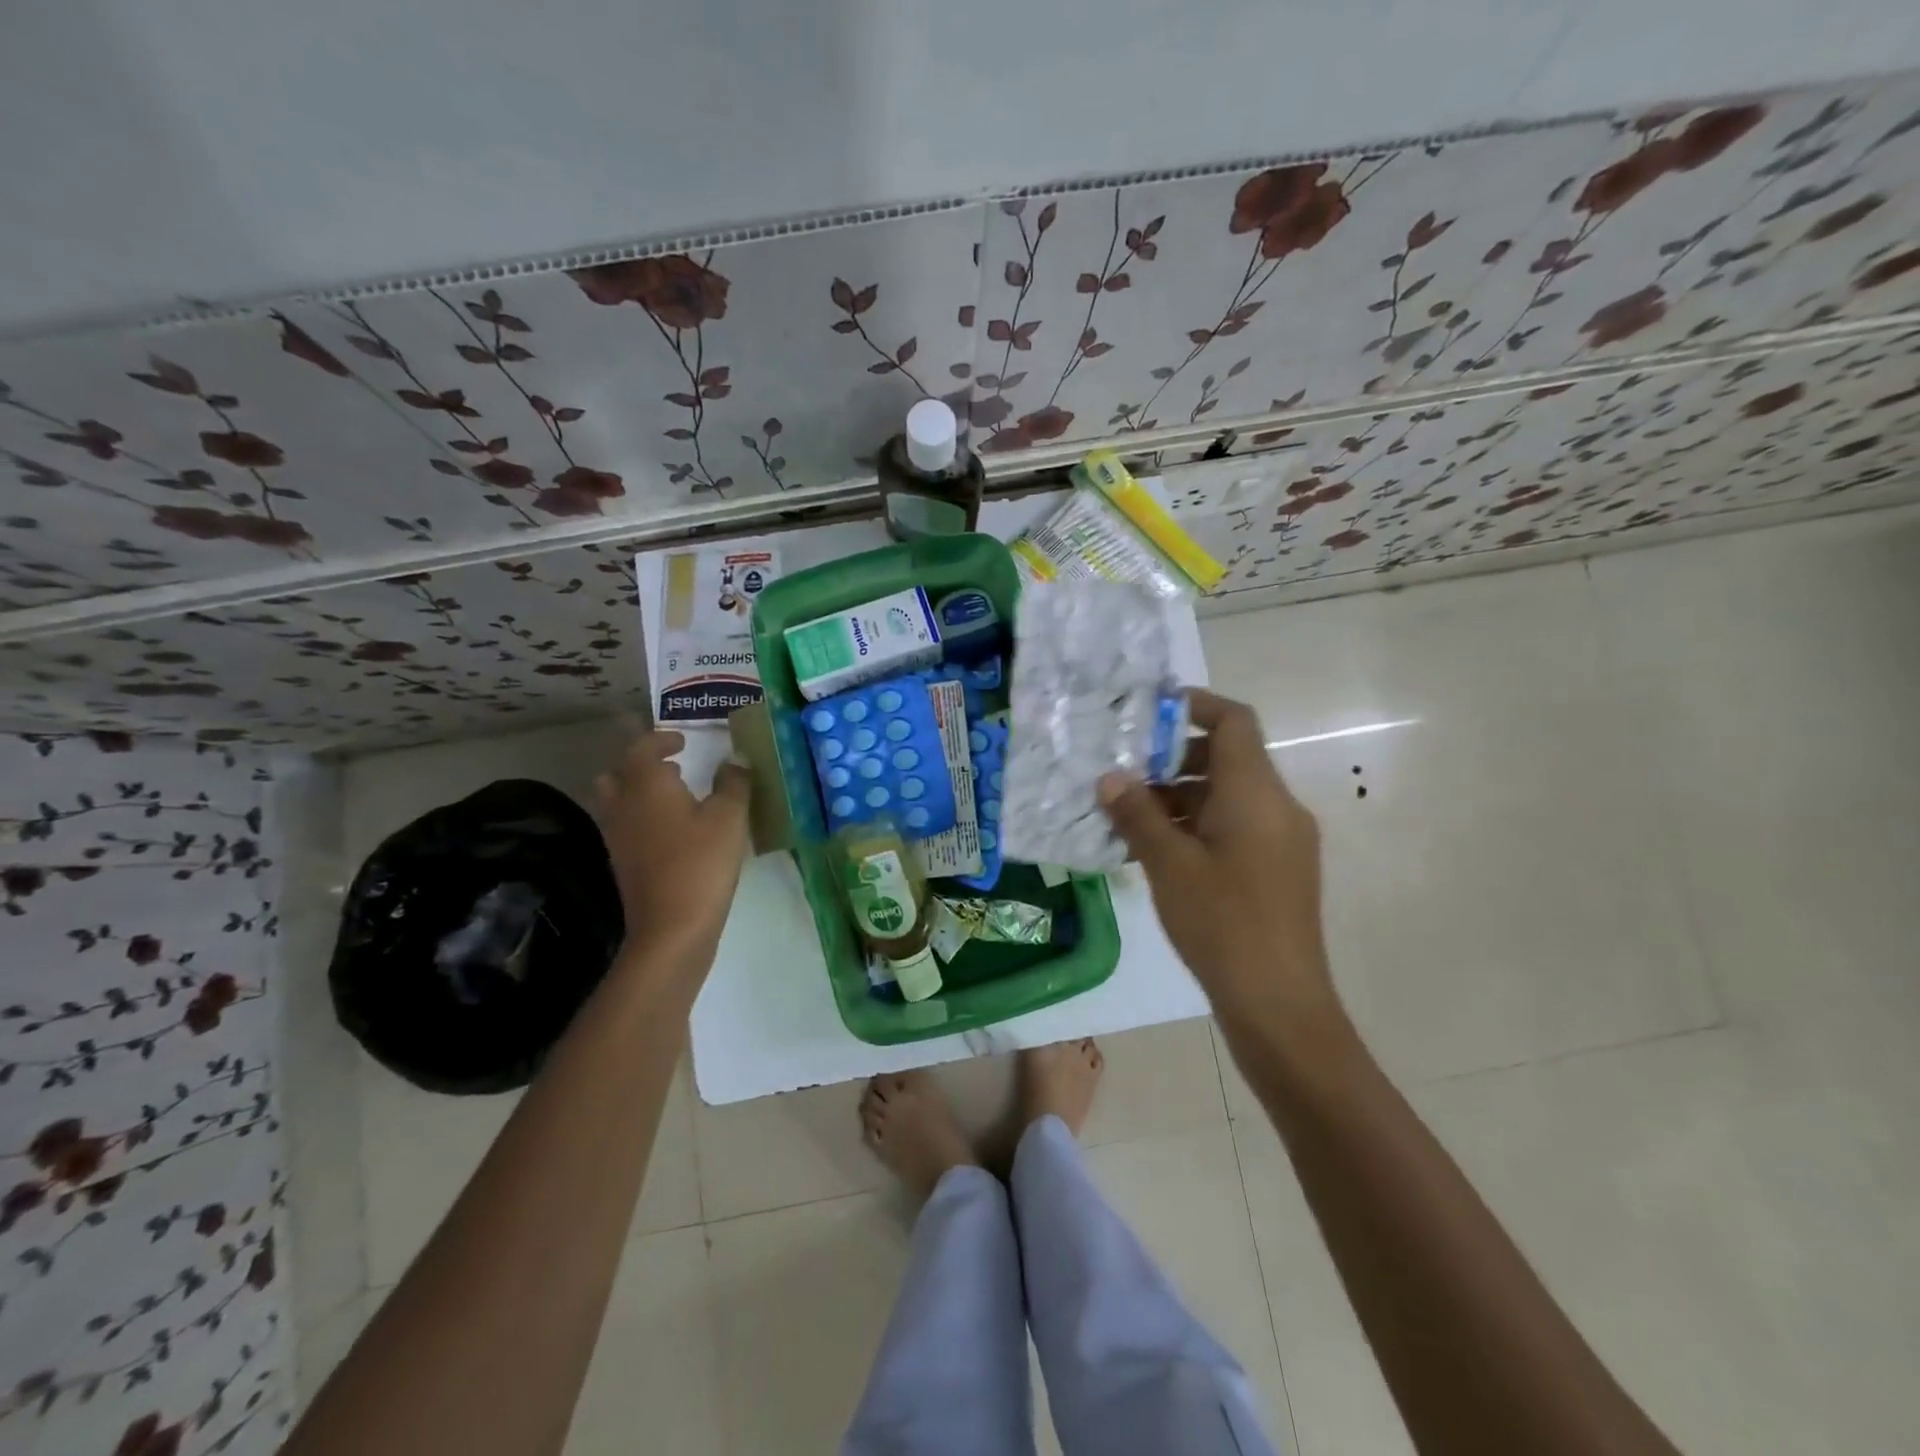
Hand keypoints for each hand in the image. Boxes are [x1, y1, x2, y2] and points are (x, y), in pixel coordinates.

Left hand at [595, 731, 750, 970]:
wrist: (671, 927)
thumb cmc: (701, 862)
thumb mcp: (729, 817)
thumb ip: (733, 783)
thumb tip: (735, 759)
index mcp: (646, 784)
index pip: (642, 747)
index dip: (661, 739)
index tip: (683, 741)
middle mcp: (623, 804)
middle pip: (618, 773)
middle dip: (641, 764)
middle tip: (673, 767)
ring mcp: (618, 835)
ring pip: (617, 800)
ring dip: (640, 790)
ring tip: (675, 797)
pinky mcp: (622, 862)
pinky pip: (625, 825)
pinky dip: (643, 816)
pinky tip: (674, 830)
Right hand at [1100, 690, 1336, 1022]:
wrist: (1279, 1005)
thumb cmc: (1223, 924)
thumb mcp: (1169, 865)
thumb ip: (1137, 814)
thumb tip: (1110, 778)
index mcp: (1256, 794)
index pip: (1234, 721)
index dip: (1193, 705)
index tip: (1146, 713)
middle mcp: (1276, 807)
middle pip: (1225, 759)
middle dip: (1170, 760)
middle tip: (1121, 774)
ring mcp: (1280, 840)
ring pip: (1224, 797)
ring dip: (1177, 798)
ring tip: (1125, 818)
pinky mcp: (1276, 870)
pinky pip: (1232, 828)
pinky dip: (1194, 827)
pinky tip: (1152, 853)